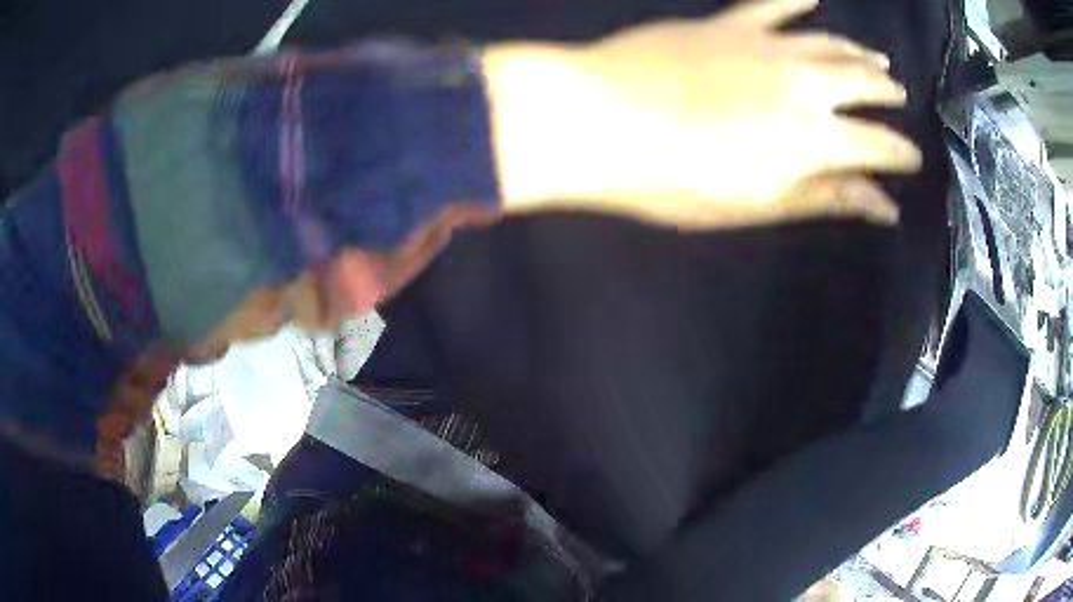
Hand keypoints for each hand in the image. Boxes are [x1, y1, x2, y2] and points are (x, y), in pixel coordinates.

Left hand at [486, 0, 919, 228]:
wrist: (599, 119)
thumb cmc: (675, 179)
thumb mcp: (758, 204)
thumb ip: (825, 197)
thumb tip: (884, 204)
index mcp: (814, 137)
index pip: (878, 145)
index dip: (901, 153)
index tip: (912, 159)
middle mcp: (803, 83)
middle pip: (862, 84)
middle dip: (886, 94)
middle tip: (898, 98)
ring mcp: (764, 46)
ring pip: (829, 44)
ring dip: (858, 52)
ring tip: (876, 60)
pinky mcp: (726, 25)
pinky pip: (769, 5)